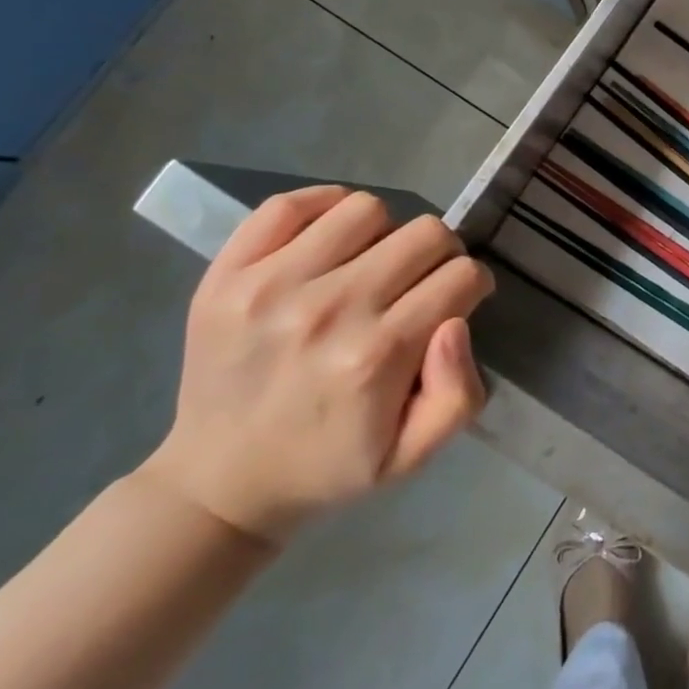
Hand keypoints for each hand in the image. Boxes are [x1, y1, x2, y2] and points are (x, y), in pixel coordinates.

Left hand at [142, 186, 492, 542]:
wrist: (217, 483)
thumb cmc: (328, 464)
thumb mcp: (411, 454)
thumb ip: (458, 395)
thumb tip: (456, 323)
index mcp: (377, 357)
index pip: (461, 276)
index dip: (471, 286)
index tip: (456, 301)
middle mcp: (329, 311)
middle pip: (425, 233)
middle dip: (439, 255)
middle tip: (419, 282)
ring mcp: (271, 286)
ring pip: (367, 208)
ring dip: (383, 233)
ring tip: (369, 265)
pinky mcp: (227, 274)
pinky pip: (291, 205)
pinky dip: (322, 209)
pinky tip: (329, 241)